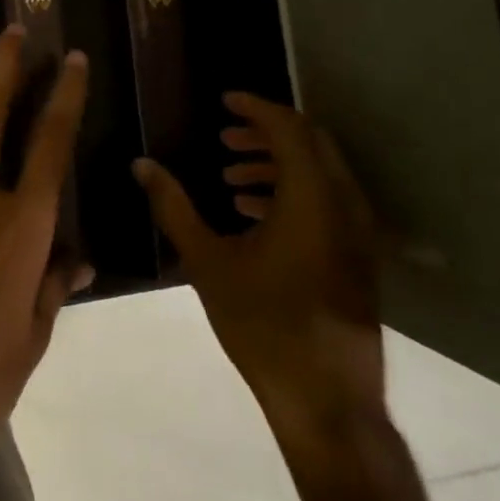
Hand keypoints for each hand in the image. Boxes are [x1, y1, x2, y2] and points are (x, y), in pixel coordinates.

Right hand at [134, 93, 384, 461]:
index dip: (256, 108)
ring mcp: (356, 234)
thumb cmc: (262, 324)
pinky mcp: (356, 258)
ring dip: (277, 165)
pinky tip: (252, 214)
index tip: (224, 100)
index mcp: (311, 198)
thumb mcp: (207, 261)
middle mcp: (343, 205)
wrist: (326, 400)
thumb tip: (142, 165)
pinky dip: (293, 193)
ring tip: (230, 177)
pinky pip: (327, 203)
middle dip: (266, 133)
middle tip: (225, 136)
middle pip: (311, 144)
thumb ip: (173, 207)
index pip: (289, 129)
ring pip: (321, 175)